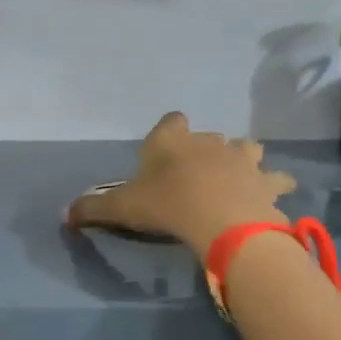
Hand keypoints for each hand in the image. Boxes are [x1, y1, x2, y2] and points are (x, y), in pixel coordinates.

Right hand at [65, 113, 295, 256]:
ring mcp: (242, 158)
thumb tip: (63, 214)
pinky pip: (277, 178)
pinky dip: (275, 185)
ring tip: (237, 178)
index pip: (171, 121)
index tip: (163, 152)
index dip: (168, 133)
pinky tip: (273, 194)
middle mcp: (208, 141)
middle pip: (209, 136)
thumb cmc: (165, 204)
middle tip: (195, 176)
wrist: (219, 218)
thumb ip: (93, 208)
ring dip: (243, 160)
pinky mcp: (266, 180)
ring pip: (247, 148)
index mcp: (172, 140)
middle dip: (204, 151)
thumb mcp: (121, 207)